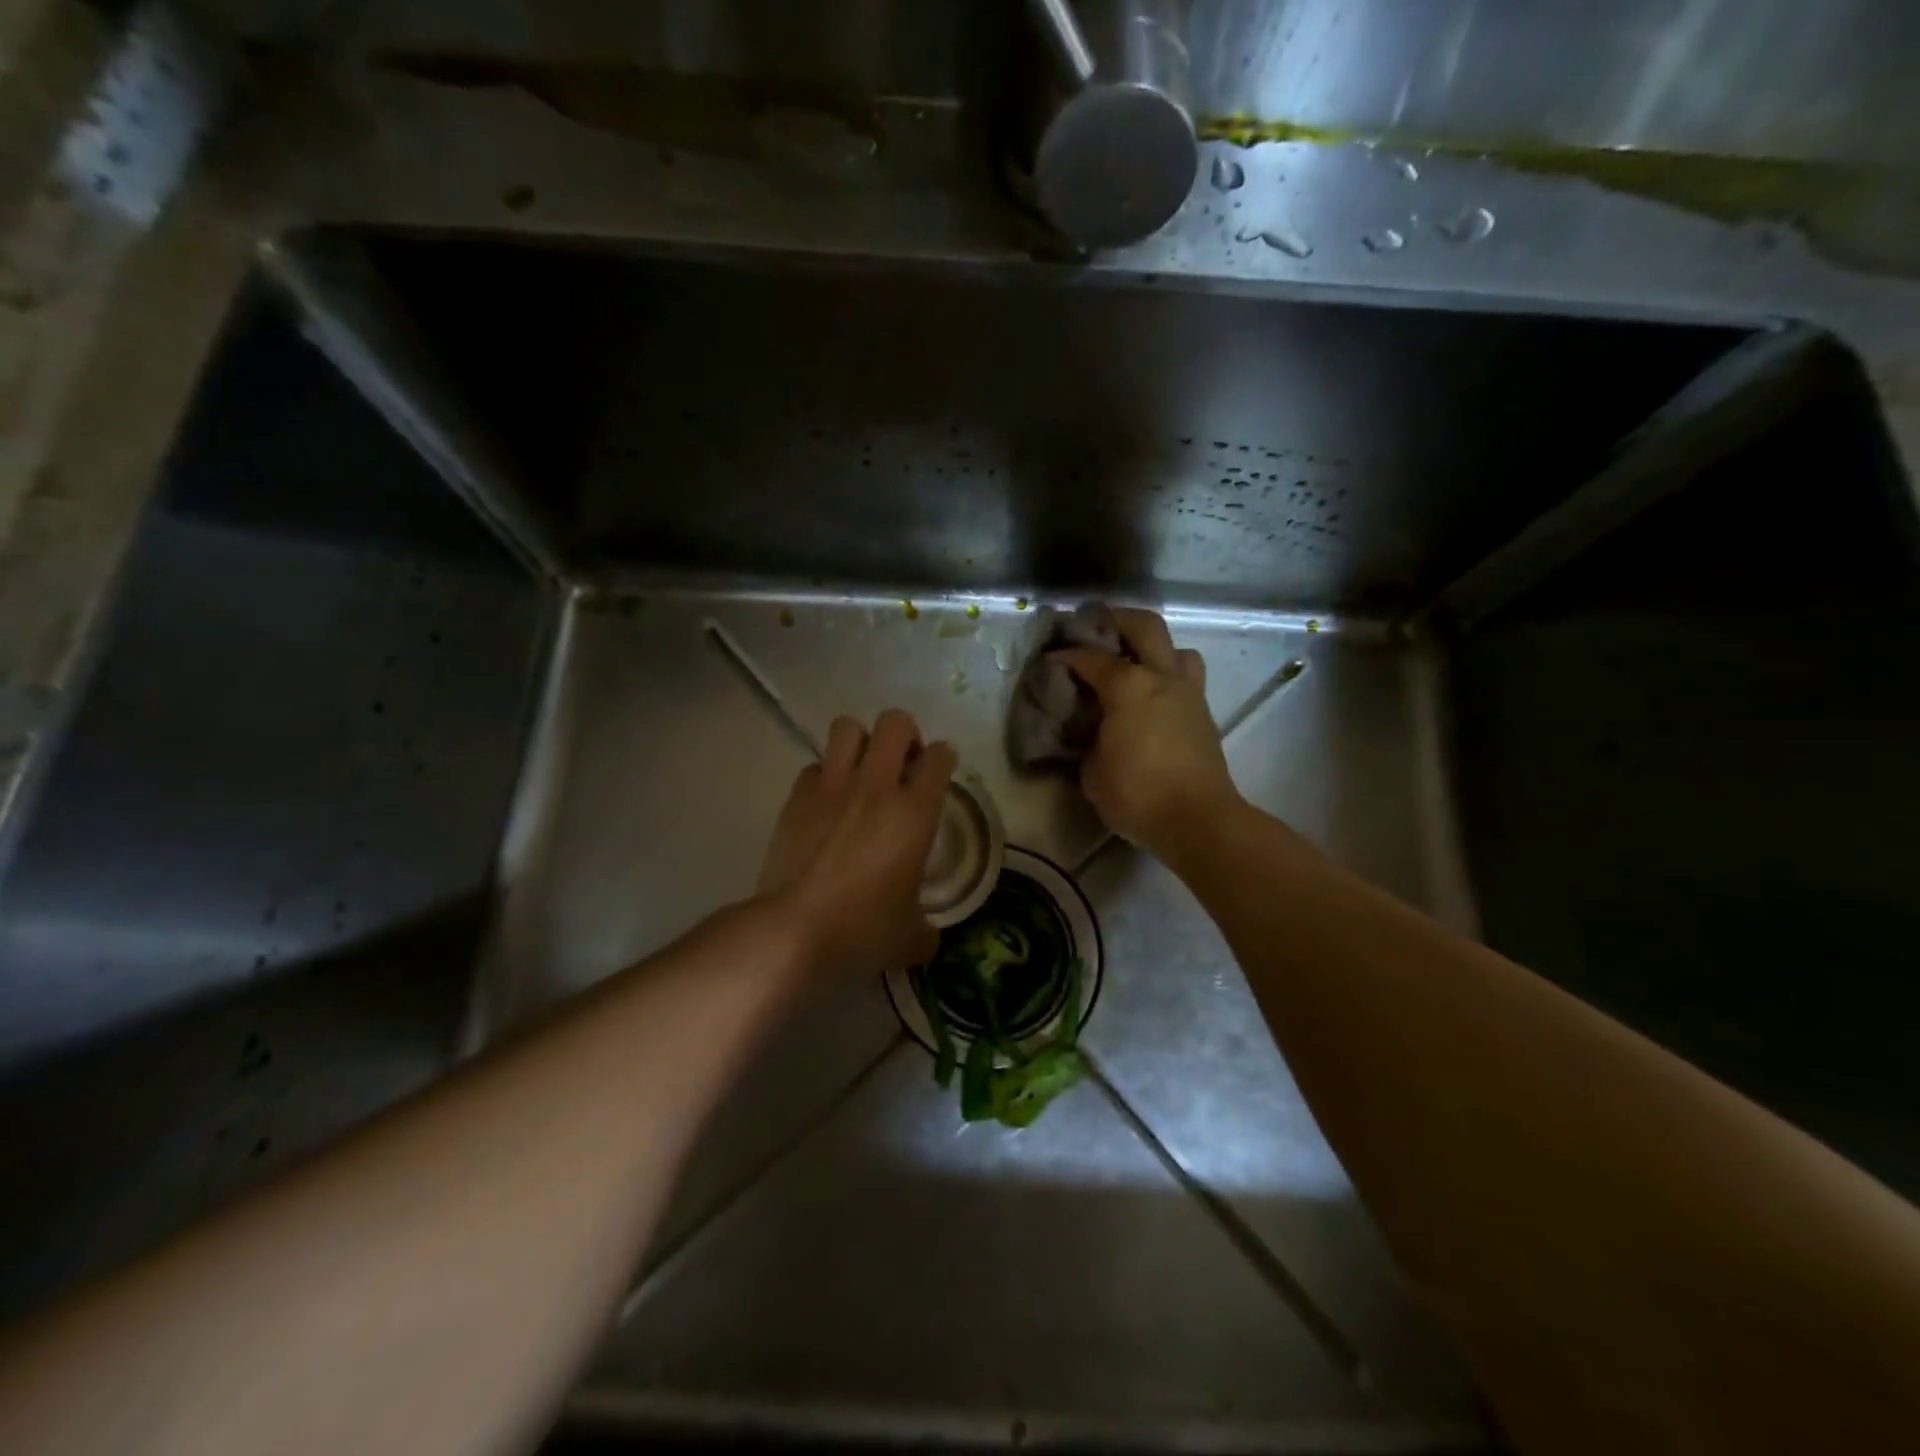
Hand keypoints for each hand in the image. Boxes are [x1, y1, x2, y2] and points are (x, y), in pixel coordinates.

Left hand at [758, 709, 956, 980]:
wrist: (794, 930)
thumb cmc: (862, 930)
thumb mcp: (910, 938)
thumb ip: (926, 930)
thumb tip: (928, 937)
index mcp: (914, 812)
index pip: (939, 758)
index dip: (943, 758)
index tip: (940, 769)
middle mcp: (876, 787)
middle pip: (895, 723)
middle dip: (904, 735)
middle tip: (902, 763)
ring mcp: (832, 787)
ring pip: (847, 727)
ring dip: (860, 742)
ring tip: (862, 770)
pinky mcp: (797, 797)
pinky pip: (815, 766)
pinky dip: (825, 776)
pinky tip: (827, 802)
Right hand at [1052, 608, 1240, 854]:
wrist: (1199, 820)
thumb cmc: (1138, 795)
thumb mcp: (1092, 770)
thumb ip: (1088, 739)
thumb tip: (1092, 730)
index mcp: (1130, 687)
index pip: (1091, 658)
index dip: (1067, 655)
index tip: (1051, 659)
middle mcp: (1163, 677)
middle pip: (1145, 626)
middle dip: (1117, 619)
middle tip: (1095, 627)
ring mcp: (1189, 693)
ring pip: (1176, 649)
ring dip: (1153, 647)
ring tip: (1132, 662)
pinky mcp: (1203, 714)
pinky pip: (1185, 677)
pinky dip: (1166, 674)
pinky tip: (1149, 696)